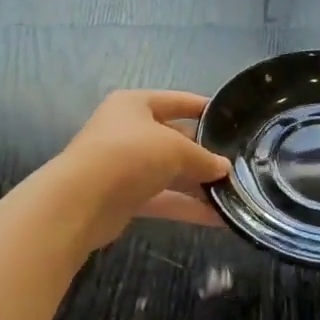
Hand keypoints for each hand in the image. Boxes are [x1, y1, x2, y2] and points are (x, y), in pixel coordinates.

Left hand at [50, 90, 230, 249]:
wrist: (81, 201)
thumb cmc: (130, 155)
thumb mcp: (175, 149)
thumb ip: (203, 158)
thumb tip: (224, 168)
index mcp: (134, 105)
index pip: (175, 101)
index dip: (202, 108)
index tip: (230, 119)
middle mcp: (127, 131)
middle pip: (173, 139)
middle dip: (203, 154)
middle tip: (238, 165)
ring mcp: (124, 166)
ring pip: (169, 172)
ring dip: (198, 184)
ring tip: (234, 194)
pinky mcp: (124, 198)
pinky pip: (163, 199)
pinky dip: (187, 207)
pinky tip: (219, 218)